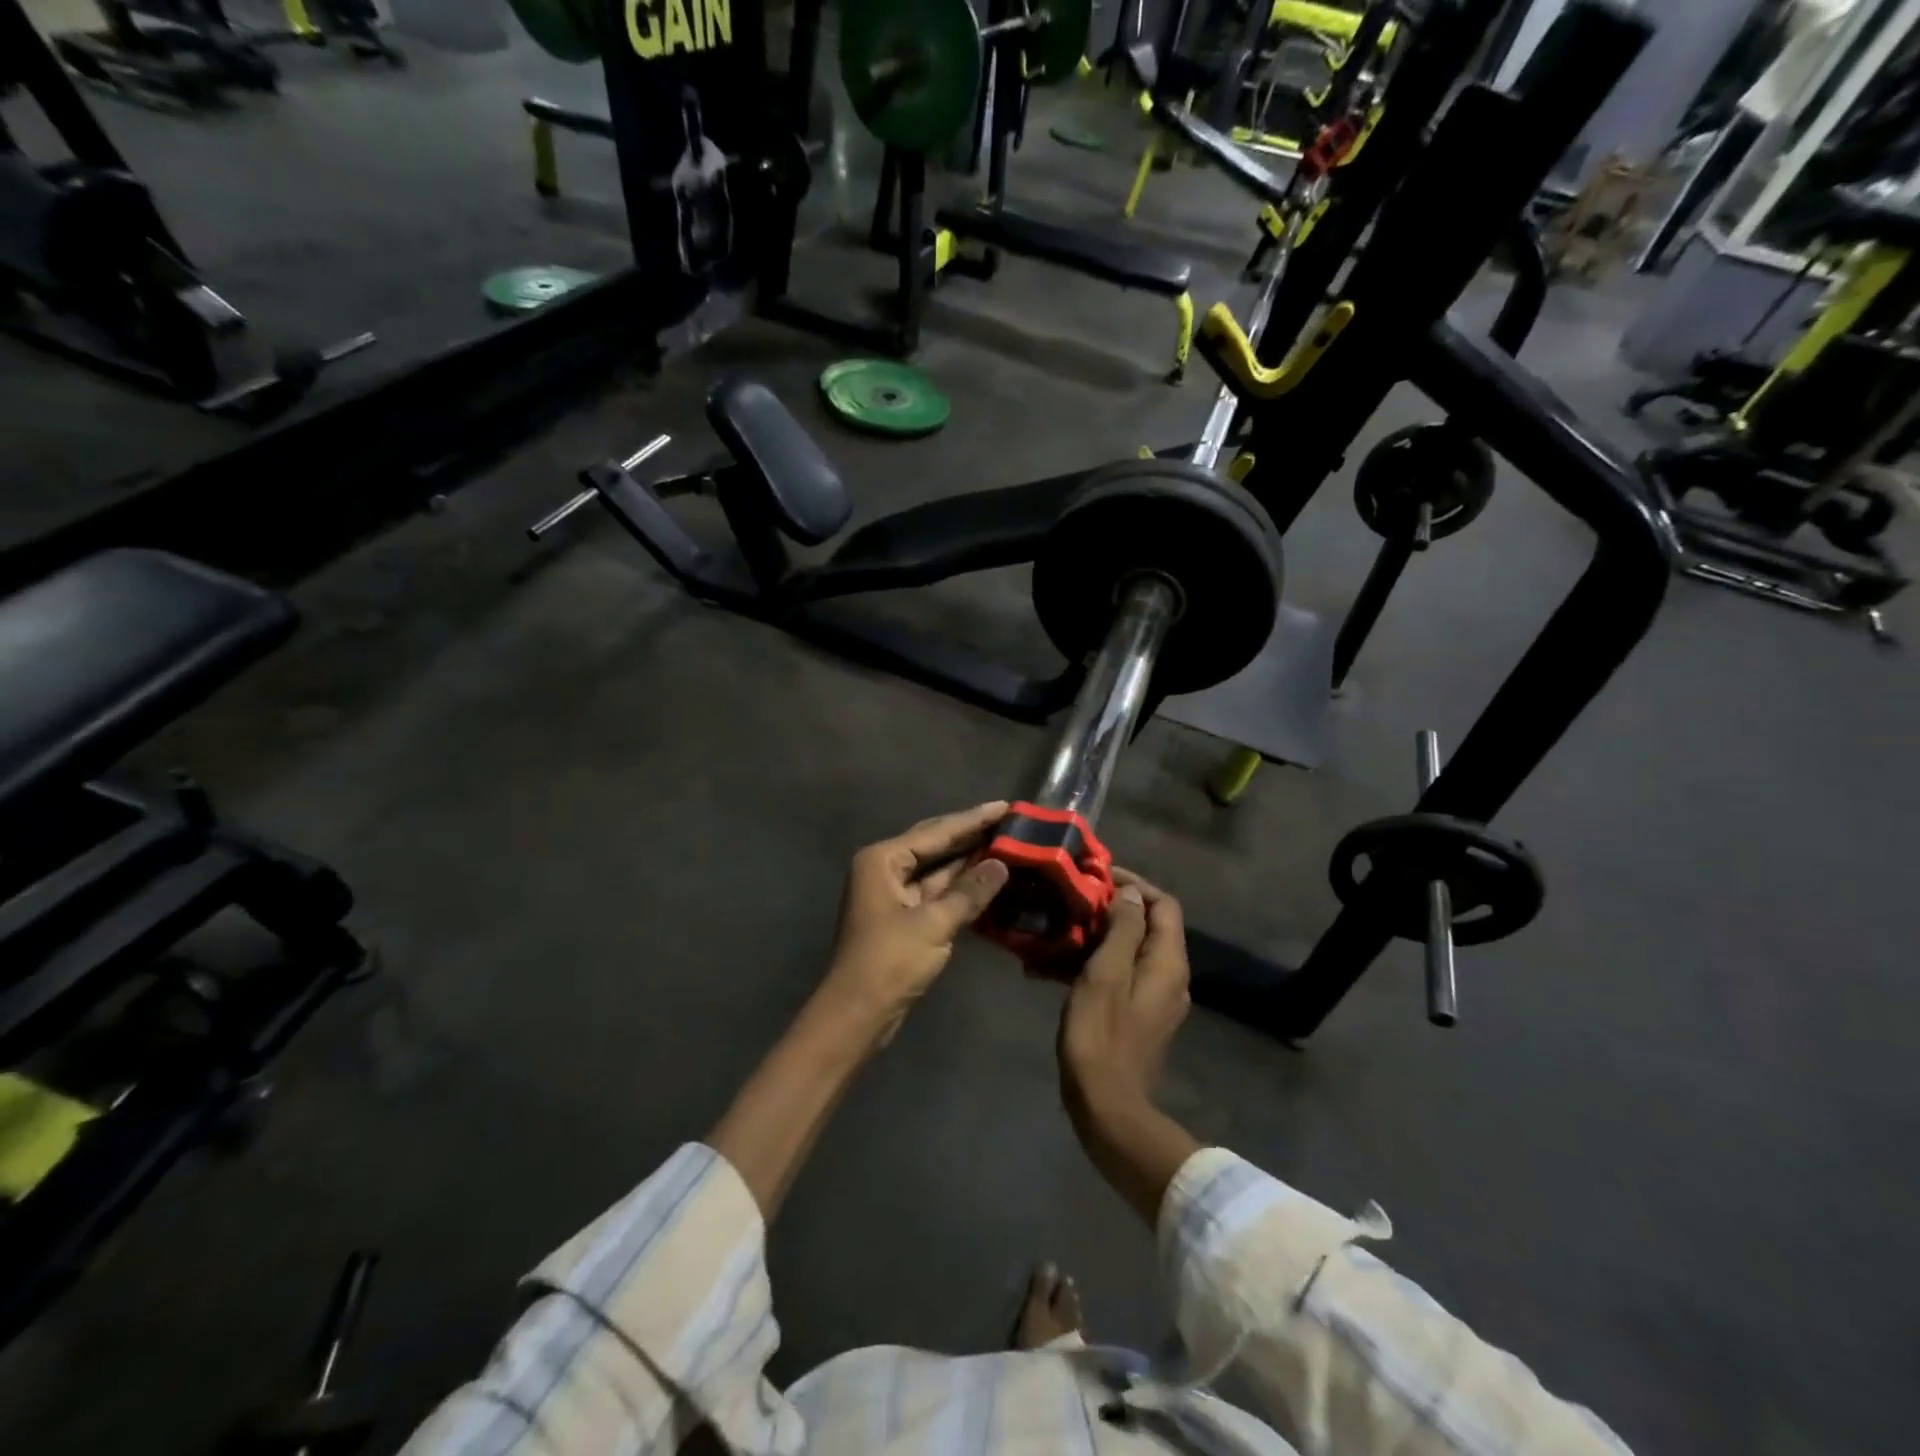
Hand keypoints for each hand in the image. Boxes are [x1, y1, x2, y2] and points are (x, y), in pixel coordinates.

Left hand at [821, 802, 1011, 1040]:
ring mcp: (893, 894)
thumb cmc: (889, 961)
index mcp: (883, 860)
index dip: (973, 819)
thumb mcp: (934, 924)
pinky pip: (936, 892)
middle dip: (971, 835)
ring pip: (937, 870)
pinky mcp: (903, 917)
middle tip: (1010, 821)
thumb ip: (969, 892)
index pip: (936, 832)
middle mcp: (885, 869)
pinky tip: (989, 879)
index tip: (1005, 806)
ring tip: (1007, 844)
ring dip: (969, 861)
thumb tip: (1002, 864)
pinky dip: (961, 887)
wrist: (857, 1013)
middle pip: (935, 845)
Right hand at [1059, 870, 1190, 1125]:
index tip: (1097, 876)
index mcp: (1168, 962)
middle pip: (1146, 926)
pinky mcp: (1135, 1016)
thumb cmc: (1101, 1034)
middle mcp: (1169, 976)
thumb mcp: (1106, 973)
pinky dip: (1090, 964)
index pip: (1163, 904)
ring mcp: (1153, 998)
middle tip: (1071, 901)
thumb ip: (1122, 929)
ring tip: (1053, 930)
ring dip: (1093, 936)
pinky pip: (1116, 975)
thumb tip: (1130, 893)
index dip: (1134, 884)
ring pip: (1127, 950)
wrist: (1107, 1107)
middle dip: (1109, 908)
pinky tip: (1049, 968)